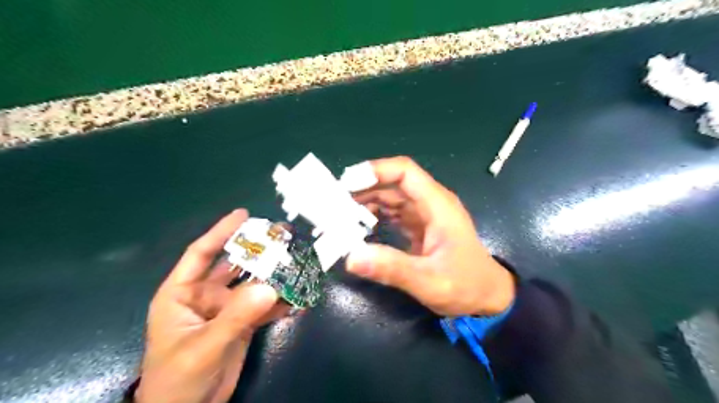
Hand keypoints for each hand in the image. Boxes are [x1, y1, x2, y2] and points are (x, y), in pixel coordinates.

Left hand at [136, 209, 288, 401]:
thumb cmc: (177, 380)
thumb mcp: (204, 347)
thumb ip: (236, 316)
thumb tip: (270, 286)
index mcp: (183, 294)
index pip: (202, 254)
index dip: (221, 232)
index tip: (243, 214)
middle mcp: (206, 296)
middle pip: (234, 265)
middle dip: (256, 250)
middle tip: (282, 235)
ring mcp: (227, 309)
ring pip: (253, 285)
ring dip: (273, 275)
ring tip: (297, 262)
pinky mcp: (243, 324)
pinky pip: (264, 307)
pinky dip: (280, 302)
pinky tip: (298, 298)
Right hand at [346, 156, 513, 315]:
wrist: (489, 297)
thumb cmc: (466, 285)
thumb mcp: (429, 281)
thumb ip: (392, 268)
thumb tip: (351, 257)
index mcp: (437, 205)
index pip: (405, 172)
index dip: (375, 171)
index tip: (347, 183)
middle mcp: (430, 203)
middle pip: (392, 184)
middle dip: (362, 189)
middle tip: (333, 204)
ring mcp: (425, 214)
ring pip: (390, 197)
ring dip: (365, 203)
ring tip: (339, 215)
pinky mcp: (420, 226)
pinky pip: (393, 213)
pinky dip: (374, 216)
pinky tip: (358, 226)